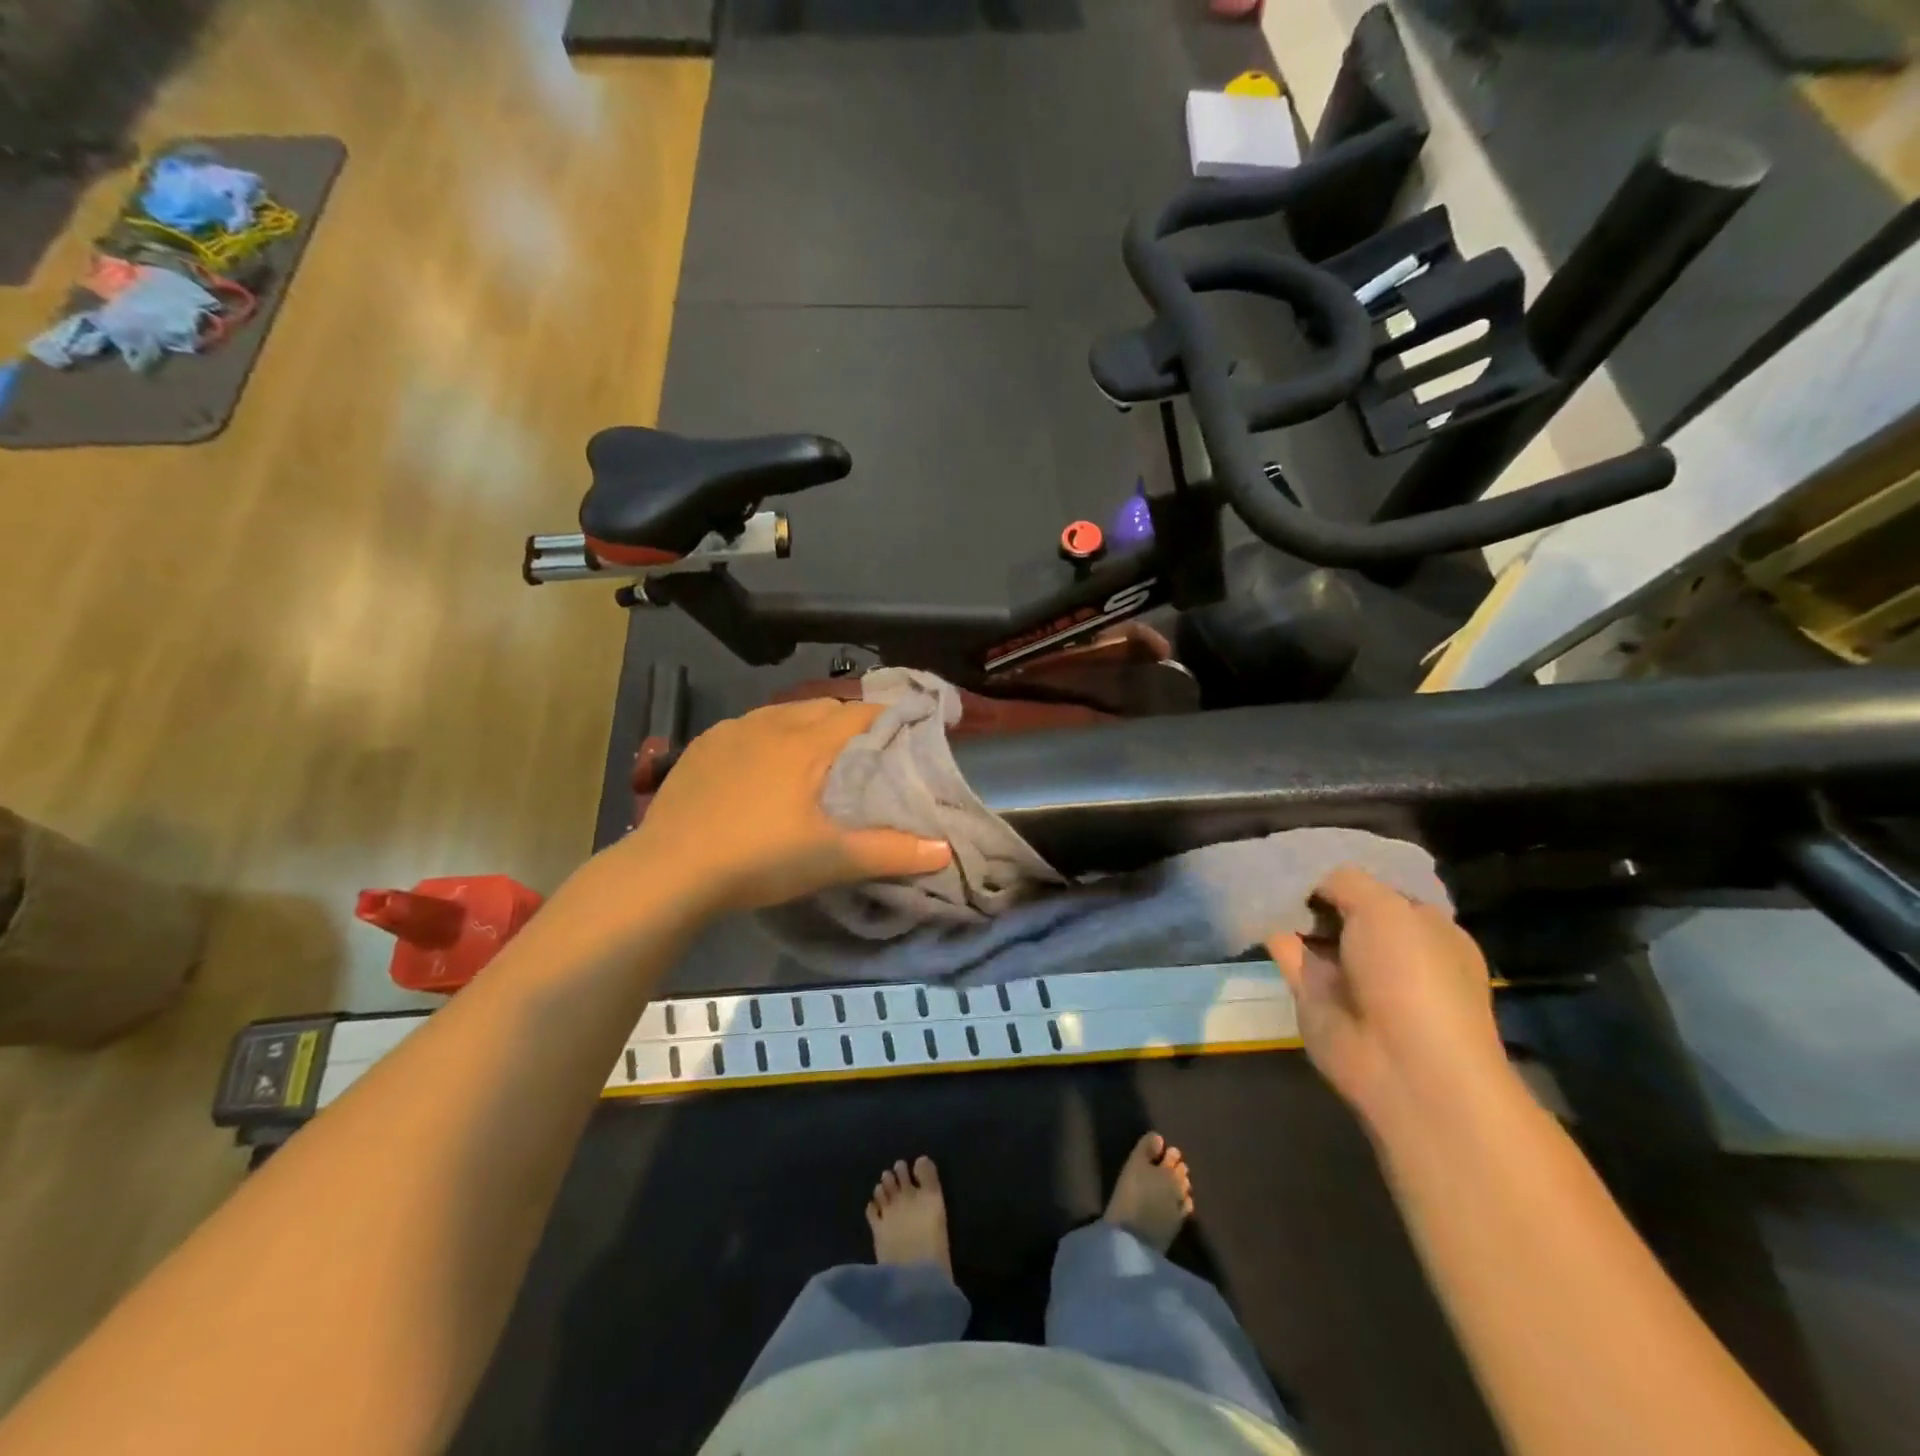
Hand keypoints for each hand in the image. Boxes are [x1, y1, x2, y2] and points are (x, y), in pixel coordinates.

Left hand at [615, 699, 951, 915]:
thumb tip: (944, 851)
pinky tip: (761, 767)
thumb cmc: (758, 858)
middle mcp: (770, 724)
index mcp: (806, 742)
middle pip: (822, 706)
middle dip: (848, 721)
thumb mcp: (830, 859)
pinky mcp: (701, 747)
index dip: (888, 717)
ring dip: (805, 725)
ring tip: (815, 757)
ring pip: (781, 713)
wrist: (668, 870)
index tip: (908, 731)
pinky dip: (766, 737)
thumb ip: (890, 852)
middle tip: (864, 752)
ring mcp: (730, 732)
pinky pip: (746, 728)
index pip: (859, 713)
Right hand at [1266, 868, 1508, 1129]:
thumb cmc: (1413, 974)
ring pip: (1313, 929)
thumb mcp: (1386, 908)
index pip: (1385, 889)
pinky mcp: (1314, 994)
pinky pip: (1287, 952)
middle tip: (1279, 855)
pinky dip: (1269, 930)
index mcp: (1425, 929)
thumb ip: (1346, 882)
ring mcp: (1350, 974)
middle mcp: (1389, 950)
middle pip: (1345, 907)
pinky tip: (1248, 903)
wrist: (1403, 1063)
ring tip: (1256, 871)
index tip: (1318, 848)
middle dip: (1316, 885)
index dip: (1353, 868)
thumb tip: (1316, 882)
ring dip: (1290, 906)